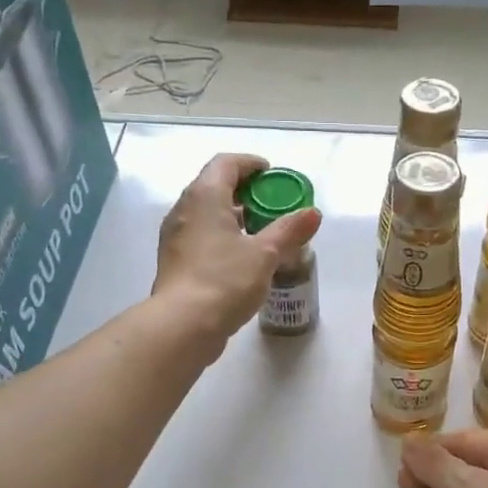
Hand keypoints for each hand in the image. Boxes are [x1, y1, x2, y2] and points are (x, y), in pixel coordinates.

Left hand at [152, 154, 321, 340]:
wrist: (183, 324)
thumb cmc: (225, 280)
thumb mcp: (265, 254)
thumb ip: (289, 230)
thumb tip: (313, 213)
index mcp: (204, 196)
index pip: (226, 163)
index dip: (250, 164)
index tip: (271, 174)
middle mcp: (184, 209)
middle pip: (214, 186)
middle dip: (244, 191)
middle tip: (271, 204)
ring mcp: (175, 236)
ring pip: (206, 213)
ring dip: (232, 215)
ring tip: (260, 232)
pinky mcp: (174, 260)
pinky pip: (200, 235)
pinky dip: (220, 235)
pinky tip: (239, 257)